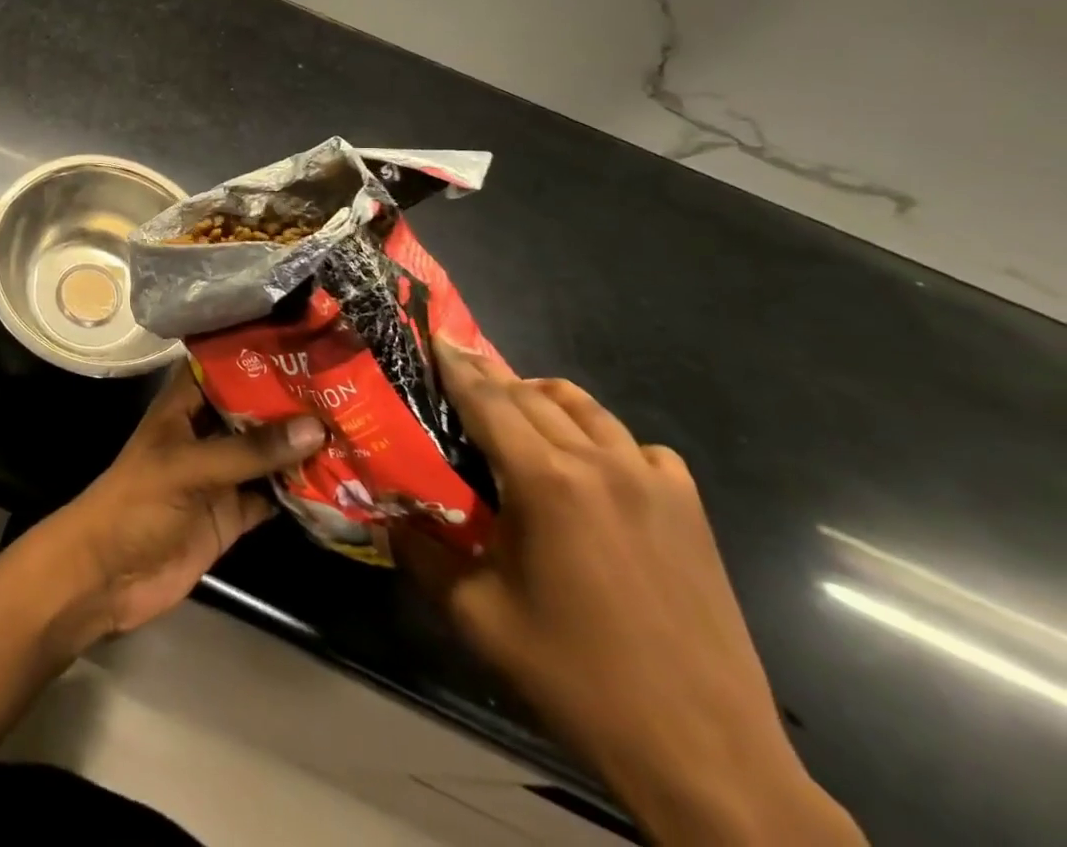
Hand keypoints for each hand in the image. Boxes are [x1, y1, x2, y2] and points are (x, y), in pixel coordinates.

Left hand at [28, 366, 325, 644]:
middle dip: (292, 399)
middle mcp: (205, 432)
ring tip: (355, 425)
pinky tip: (340, 480)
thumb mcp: (189, 467)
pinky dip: (300, 491)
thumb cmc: (137, 504)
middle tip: (347, 383)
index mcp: (184, 405)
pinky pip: (272, 496)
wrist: (107, 578)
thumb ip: (249, 450)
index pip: (222, 364)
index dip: (256, 350)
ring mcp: (220, 474)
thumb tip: (315, 427)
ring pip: (267, 452)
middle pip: (252, 408)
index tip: (304, 338)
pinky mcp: (232, 514)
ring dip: (301, 445)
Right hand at [397, 344, 864, 845]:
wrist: (705, 754)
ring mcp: (654, 482)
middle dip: (491, 375)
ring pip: (587, 408)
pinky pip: (639, 446)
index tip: (434, 334)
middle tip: (459, 368)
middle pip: (532, 394)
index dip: (456, 365)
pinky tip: (594, 467)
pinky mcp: (690, 509)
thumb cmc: (577, 679)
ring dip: (544, 396)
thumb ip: (421, 553)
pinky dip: (606, 439)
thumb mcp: (477, 617)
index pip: (488, 400)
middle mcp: (601, 463)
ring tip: (517, 406)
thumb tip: (385, 515)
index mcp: (545, 481)